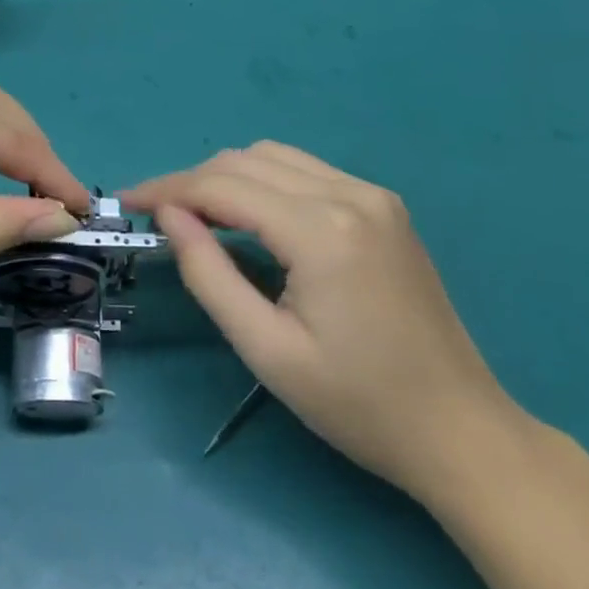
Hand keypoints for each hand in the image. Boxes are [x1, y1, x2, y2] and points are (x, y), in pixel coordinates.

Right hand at [126, 142, 523, 502]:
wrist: (461, 432)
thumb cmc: (358, 404)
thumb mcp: (266, 349)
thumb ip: (208, 273)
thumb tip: (169, 215)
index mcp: (322, 230)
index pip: (222, 186)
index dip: (167, 188)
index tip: (127, 201)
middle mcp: (350, 194)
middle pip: (245, 160)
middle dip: (192, 181)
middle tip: (157, 216)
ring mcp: (372, 195)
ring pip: (274, 157)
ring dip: (227, 177)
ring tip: (197, 215)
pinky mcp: (383, 206)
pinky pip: (305, 171)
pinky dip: (263, 182)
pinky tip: (250, 216)